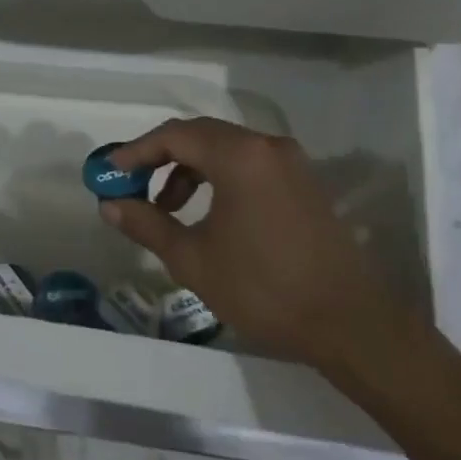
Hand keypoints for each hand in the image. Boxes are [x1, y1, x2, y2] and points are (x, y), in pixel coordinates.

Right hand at [99, 118, 421, 368]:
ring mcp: (290, 161)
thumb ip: (147, 224)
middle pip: (200, 134)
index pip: (175, 135)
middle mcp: (266, 145)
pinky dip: (219, 177)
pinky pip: (249, 164)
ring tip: (167, 209)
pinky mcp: (304, 181)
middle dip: (161, 158)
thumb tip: (109, 205)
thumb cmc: (264, 290)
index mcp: (239, 156)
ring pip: (225, 149)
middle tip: (132, 186)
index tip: (109, 172)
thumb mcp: (194, 260)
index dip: (137, 151)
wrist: (350, 324)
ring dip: (190, 169)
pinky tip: (208, 214)